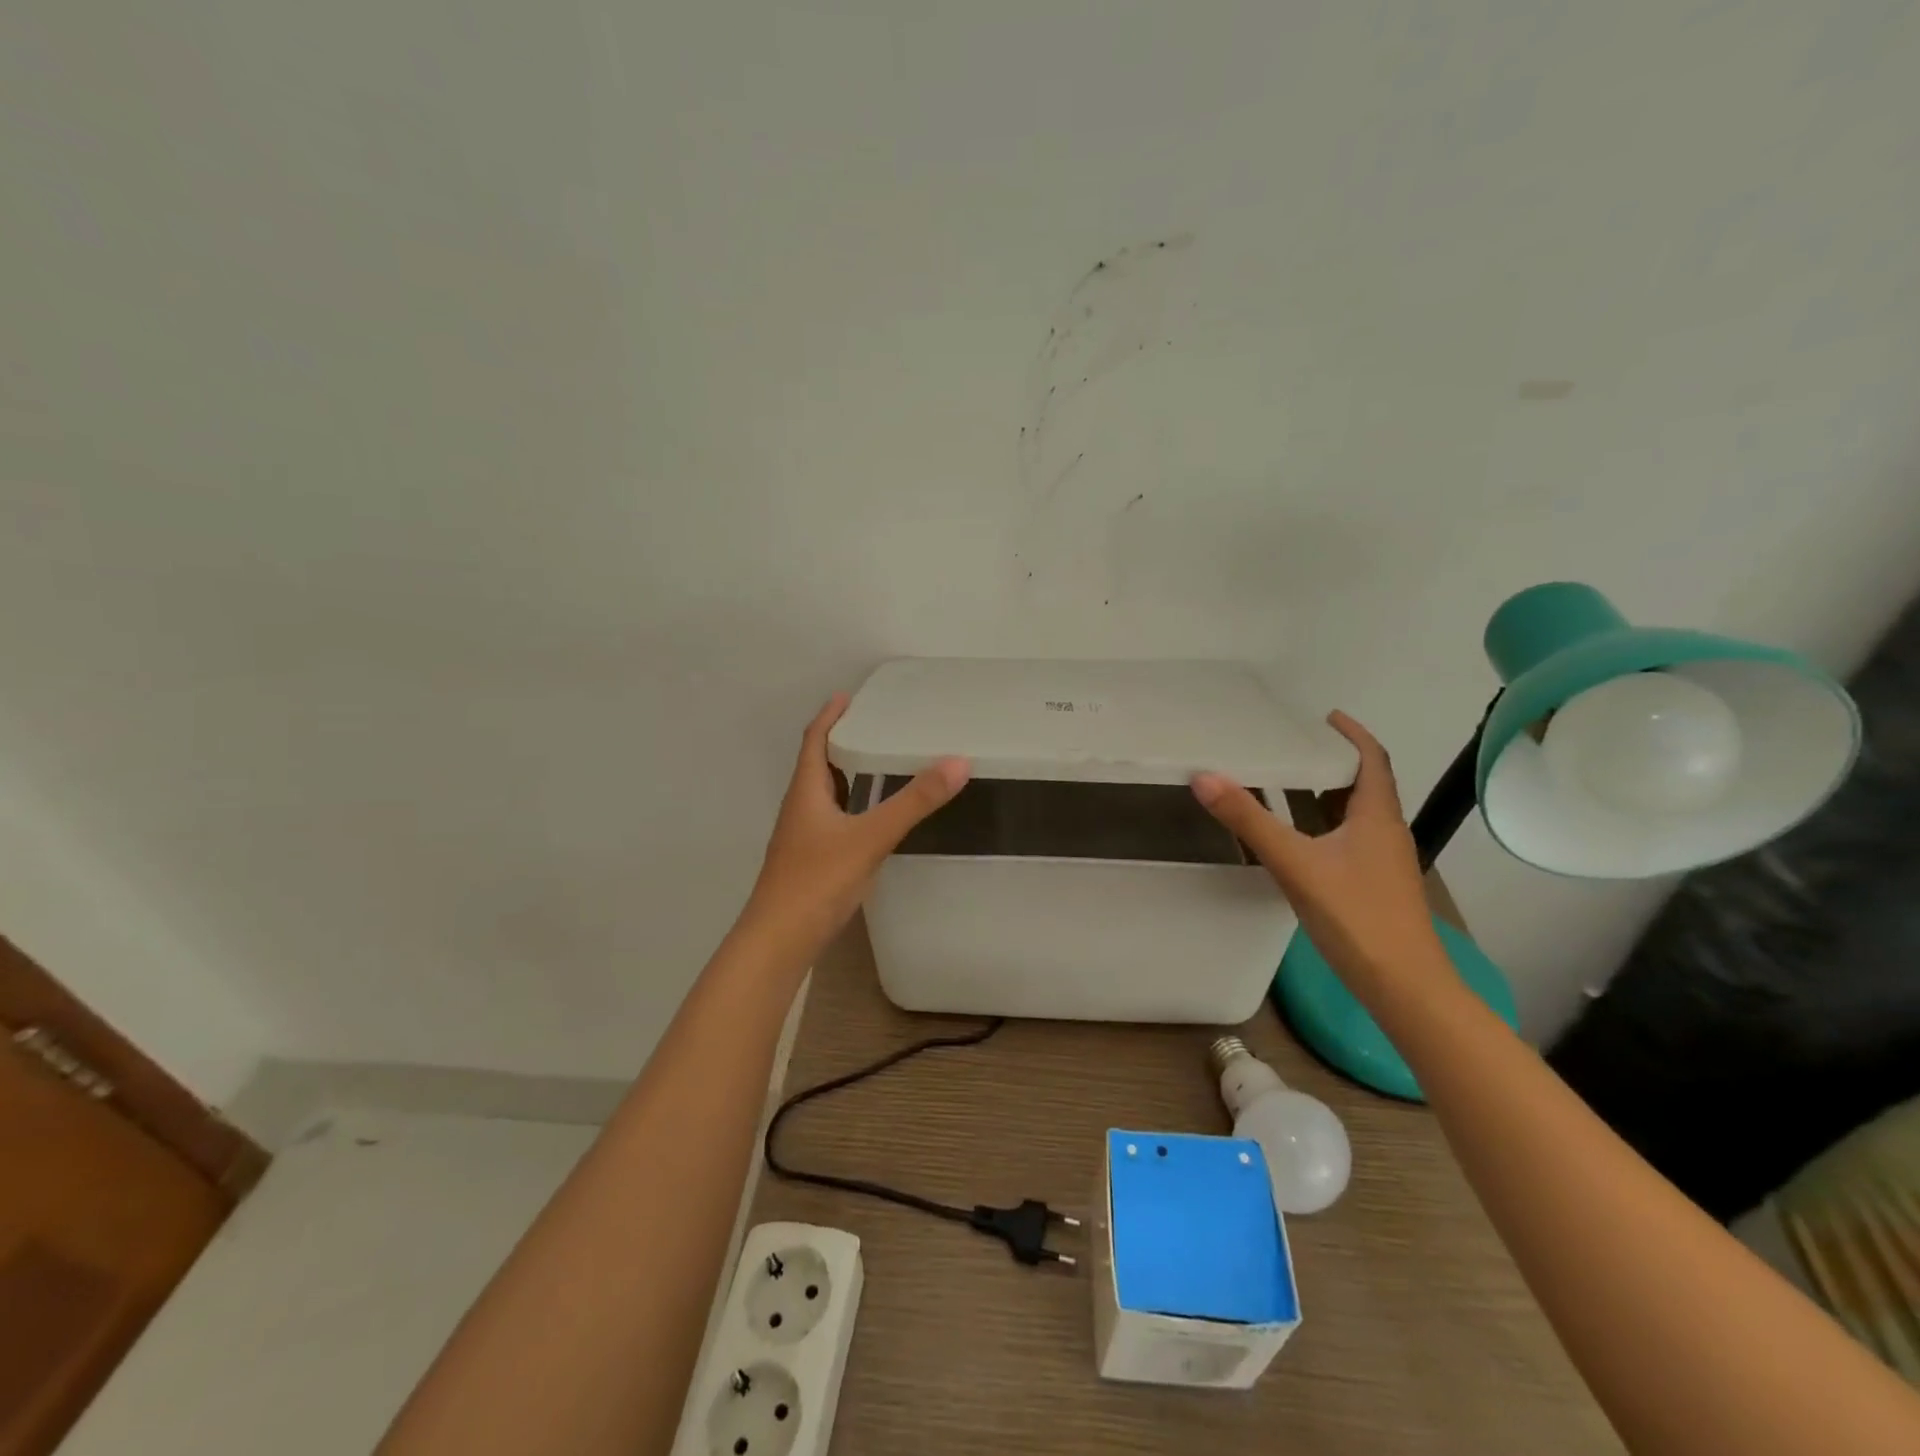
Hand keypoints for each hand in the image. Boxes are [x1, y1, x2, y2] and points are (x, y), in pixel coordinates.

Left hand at [744, 694, 969, 952]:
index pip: (814, 740)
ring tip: (880, 764)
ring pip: (825, 795)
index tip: (848, 696)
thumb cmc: (817, 881)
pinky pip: (833, 820)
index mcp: (805, 792)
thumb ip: (913, 802)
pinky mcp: (810, 861)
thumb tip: (957, 762)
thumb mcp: (870, 837)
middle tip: (876, 727)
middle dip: (842, 742)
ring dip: (847, 775)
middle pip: (818, 765)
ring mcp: (803, 837)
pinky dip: (852, 807)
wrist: (779, 941)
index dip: (829, 716)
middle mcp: (800, 809)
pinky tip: (873, 819)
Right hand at [1191, 711, 1440, 987]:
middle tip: (1293, 748)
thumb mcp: (1295, 864)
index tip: (1326, 717)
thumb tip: (1205, 777)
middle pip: (1365, 784)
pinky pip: (1350, 840)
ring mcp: (1383, 862)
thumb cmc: (1356, 917)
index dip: (1353, 734)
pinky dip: (1325, 826)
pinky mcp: (1375, 886)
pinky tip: (1298, 841)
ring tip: (1288, 784)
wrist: (1404, 987)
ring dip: (1327, 795)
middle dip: (1333, 762)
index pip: (1373, 759)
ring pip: (1356, 815)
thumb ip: (1249, 821)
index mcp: (1377, 816)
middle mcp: (1386, 832)